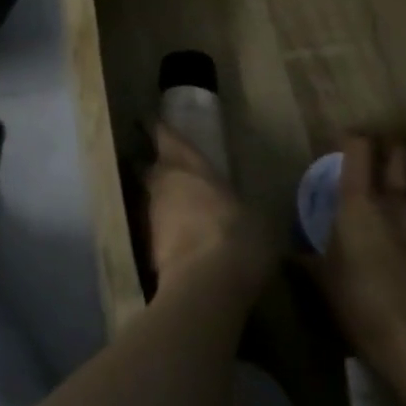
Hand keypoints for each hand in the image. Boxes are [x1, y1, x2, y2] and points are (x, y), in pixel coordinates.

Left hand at [144, 124, 271, 289]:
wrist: (205, 284)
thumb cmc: (239, 237)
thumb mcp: (258, 219)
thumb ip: (244, 209)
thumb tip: (250, 215)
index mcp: (191, 165)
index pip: (167, 137)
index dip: (158, 130)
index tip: (149, 121)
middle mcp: (165, 182)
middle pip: (153, 167)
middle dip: (157, 167)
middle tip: (166, 168)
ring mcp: (152, 213)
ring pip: (151, 197)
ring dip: (160, 200)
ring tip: (176, 208)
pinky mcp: (147, 244)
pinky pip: (155, 228)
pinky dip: (164, 230)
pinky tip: (178, 240)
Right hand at [305, 135, 405, 372]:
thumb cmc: (361, 300)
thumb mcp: (323, 279)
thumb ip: (307, 257)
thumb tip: (291, 251)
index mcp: (359, 199)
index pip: (359, 146)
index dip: (352, 138)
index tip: (342, 142)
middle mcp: (394, 202)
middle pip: (398, 155)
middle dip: (388, 149)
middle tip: (374, 158)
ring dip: (405, 186)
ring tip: (391, 201)